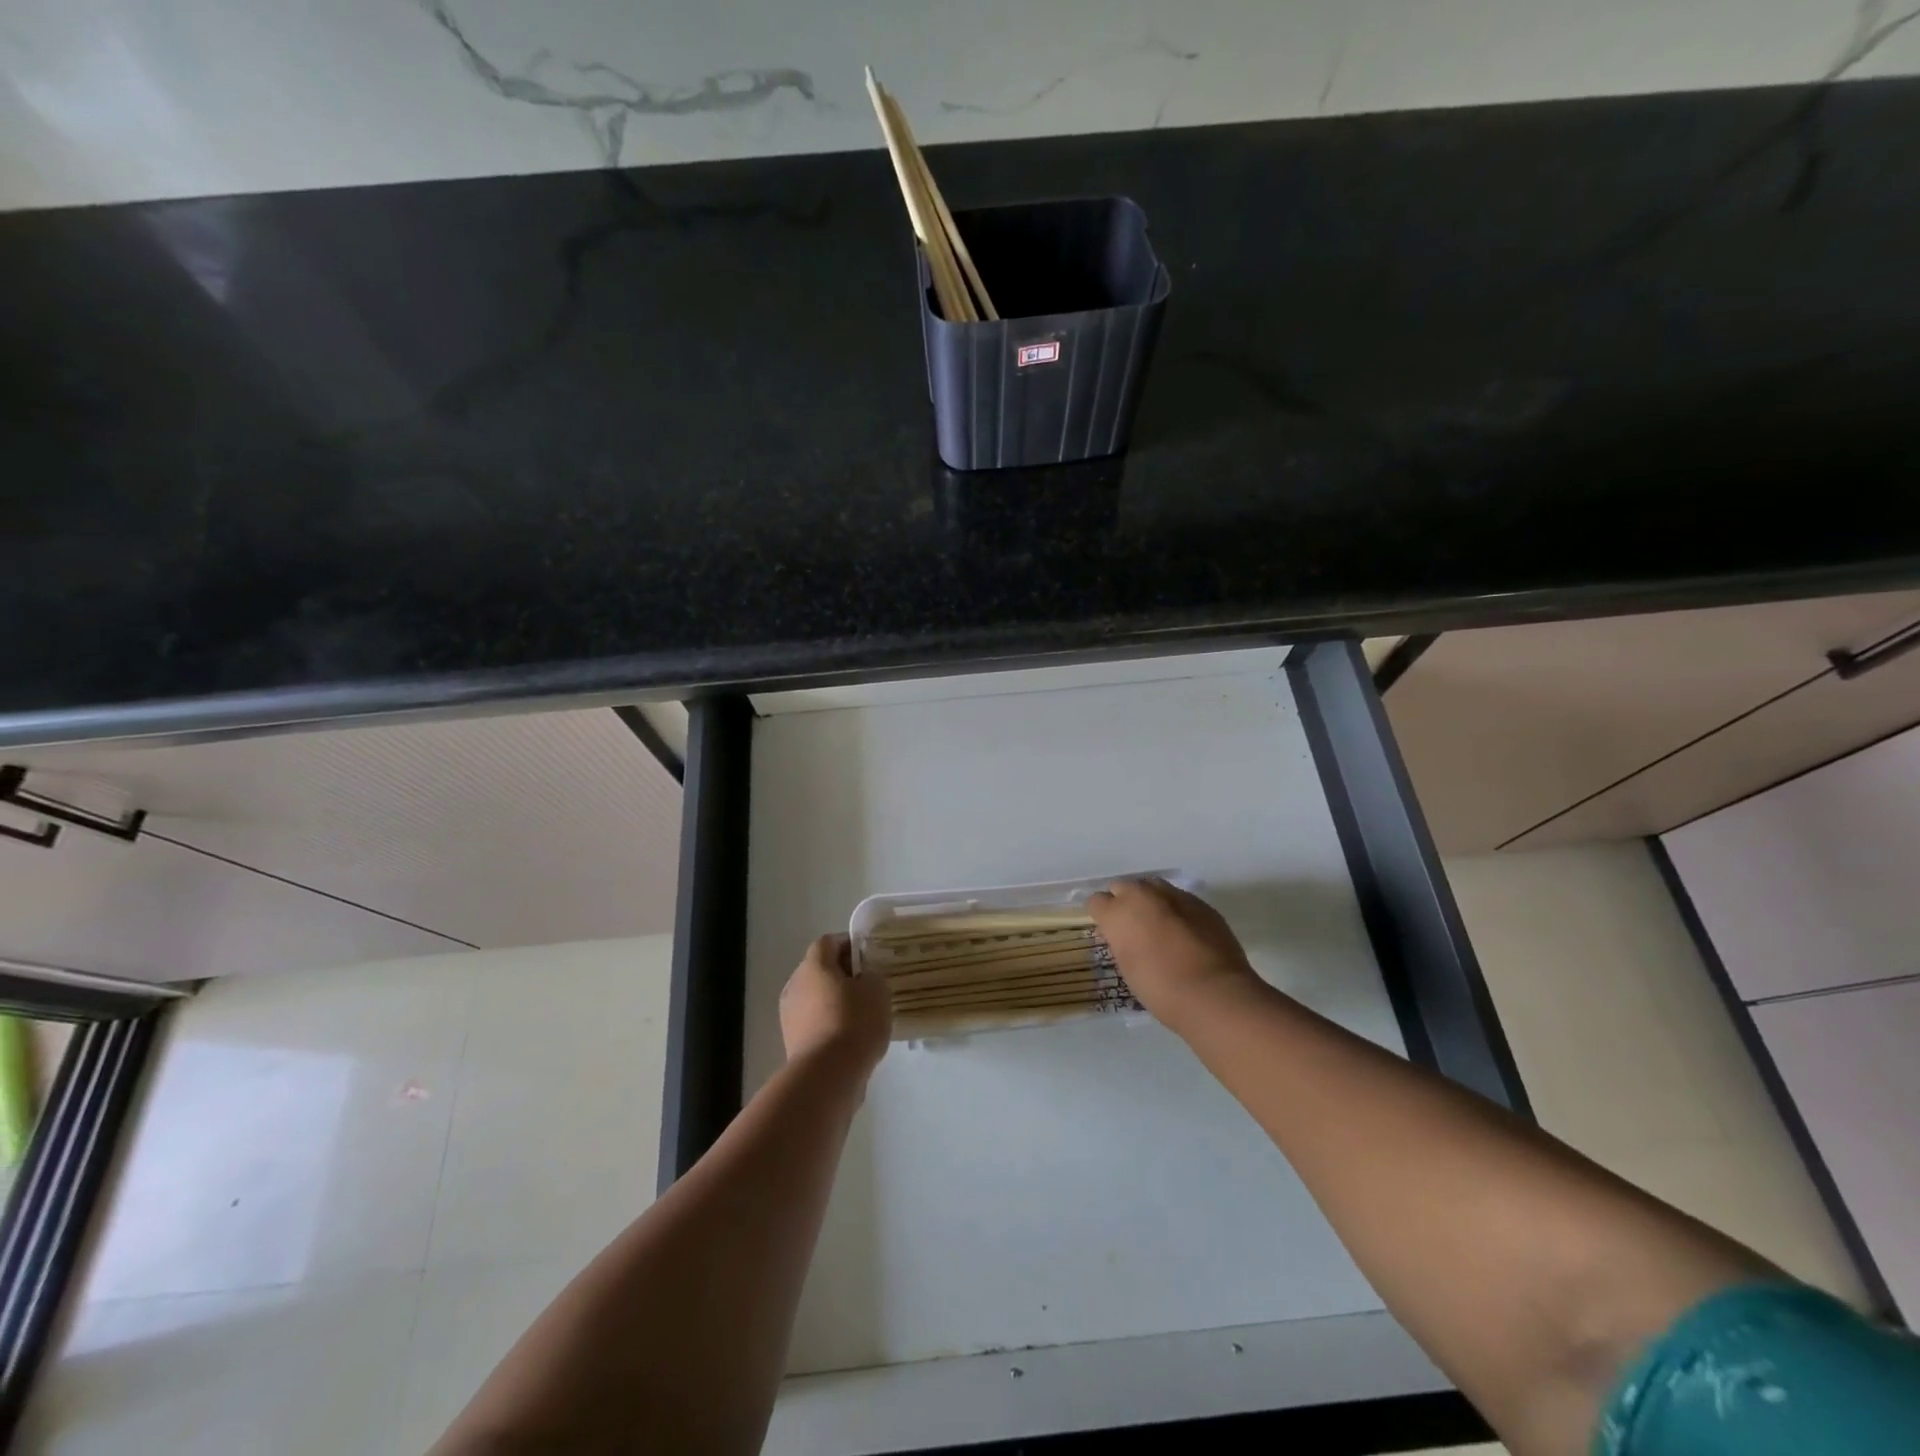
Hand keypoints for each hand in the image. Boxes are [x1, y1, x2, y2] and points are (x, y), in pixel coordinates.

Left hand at [779, 934, 891, 1077]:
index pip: (829, 942)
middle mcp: (795, 984)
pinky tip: (851, 1037)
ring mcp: (790, 1015)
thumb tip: (863, 979)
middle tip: (868, 985)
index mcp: (814, 965)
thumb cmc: (854, 1022)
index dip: (850, 944)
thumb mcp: (877, 990)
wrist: (827, 1075)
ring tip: (862, 1014)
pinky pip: (814, 1022)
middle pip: (820, 969)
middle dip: (843, 974)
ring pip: (816, 997)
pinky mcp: (792, 1042)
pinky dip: (830, 1023)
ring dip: (836, 1001)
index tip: (870, 956)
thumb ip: (872, 976)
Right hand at [1086, 878, 1262, 1028]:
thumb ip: (1121, 942)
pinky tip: (1185, 932)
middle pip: (1123, 887)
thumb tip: (1123, 935)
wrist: (1213, 992)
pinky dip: (1177, 910)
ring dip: (1150, 901)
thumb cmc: (1160, 989)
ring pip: (1152, 887)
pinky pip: (1179, 899)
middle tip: (1132, 928)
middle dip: (1124, 902)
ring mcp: (1173, 895)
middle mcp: (1142, 895)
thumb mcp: (1127, 967)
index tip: (1108, 932)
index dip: (1101, 916)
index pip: (1096, 902)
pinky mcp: (1200, 903)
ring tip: (1159, 926)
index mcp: (1117, 913)